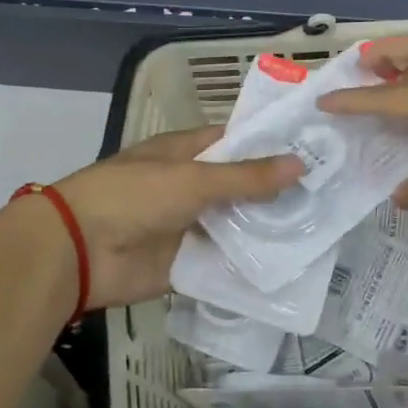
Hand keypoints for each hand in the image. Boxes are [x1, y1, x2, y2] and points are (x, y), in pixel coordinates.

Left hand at [35, 127, 301, 309]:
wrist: (79, 251)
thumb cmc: (134, 196)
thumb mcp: (194, 179)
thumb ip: (247, 176)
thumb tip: (301, 163)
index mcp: (186, 153)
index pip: (236, 142)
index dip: (271, 144)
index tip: (314, 149)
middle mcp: (190, 185)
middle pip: (240, 186)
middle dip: (277, 191)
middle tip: (328, 195)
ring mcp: (188, 225)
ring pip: (235, 224)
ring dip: (266, 228)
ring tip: (319, 229)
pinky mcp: (186, 262)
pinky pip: (224, 261)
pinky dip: (249, 263)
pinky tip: (288, 265)